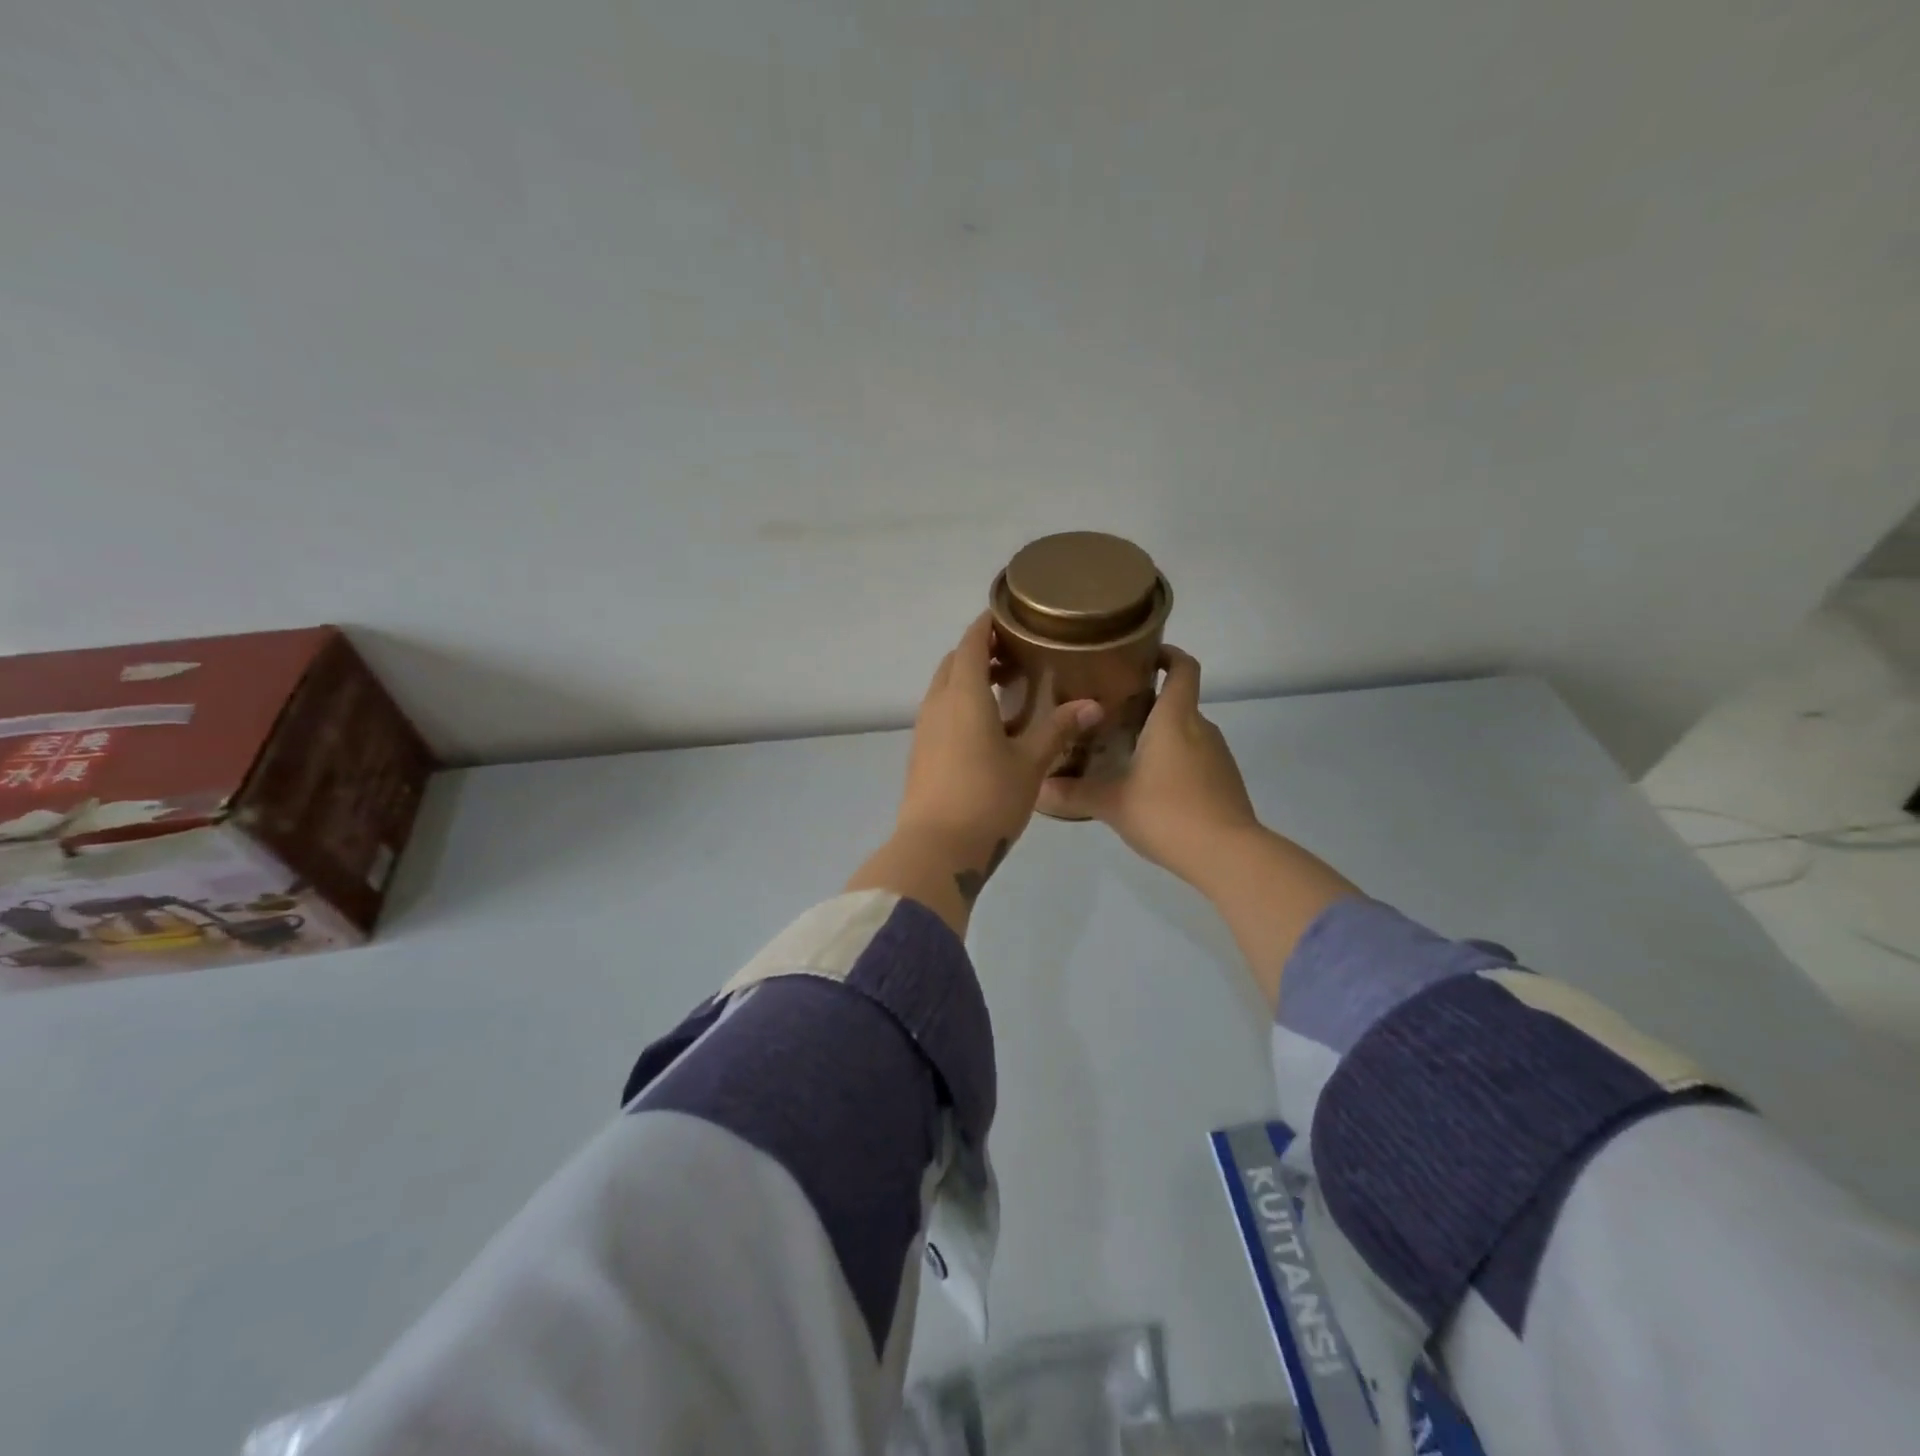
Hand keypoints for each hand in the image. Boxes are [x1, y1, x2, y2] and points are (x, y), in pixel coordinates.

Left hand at [898, 612, 1103, 876]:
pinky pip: (940, 712)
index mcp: (963, 695)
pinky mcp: (920, 753)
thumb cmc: (987, 799)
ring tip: (1006, 688)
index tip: (1012, 615)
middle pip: (955, 662)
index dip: (988, 623)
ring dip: (969, 678)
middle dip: (980, 650)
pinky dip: (960, 703)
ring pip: (944, 687)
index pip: (971, 642)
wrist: (935, 849)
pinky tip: (986, 726)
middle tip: (1017, 655)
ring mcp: (924, 729)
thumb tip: (1093, 705)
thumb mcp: (1030, 764)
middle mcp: (937, 704)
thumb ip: (1058, 730)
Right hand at [1038, 647, 1259, 888]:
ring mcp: (1218, 755)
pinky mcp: (1225, 782)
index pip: (1183, 668)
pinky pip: (1196, 759)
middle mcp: (1201, 728)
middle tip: (1111, 714)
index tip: (1144, 655)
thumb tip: (1037, 789)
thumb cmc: (1167, 813)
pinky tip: (1151, 787)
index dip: (1169, 654)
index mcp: (1175, 719)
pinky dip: (1175, 762)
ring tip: (1125, 752)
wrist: (1228, 855)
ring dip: (1161, 736)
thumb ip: (1073, 793)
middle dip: (1149, 703)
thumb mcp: (1112, 804)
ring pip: (1186, 733)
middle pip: (1179, 702)